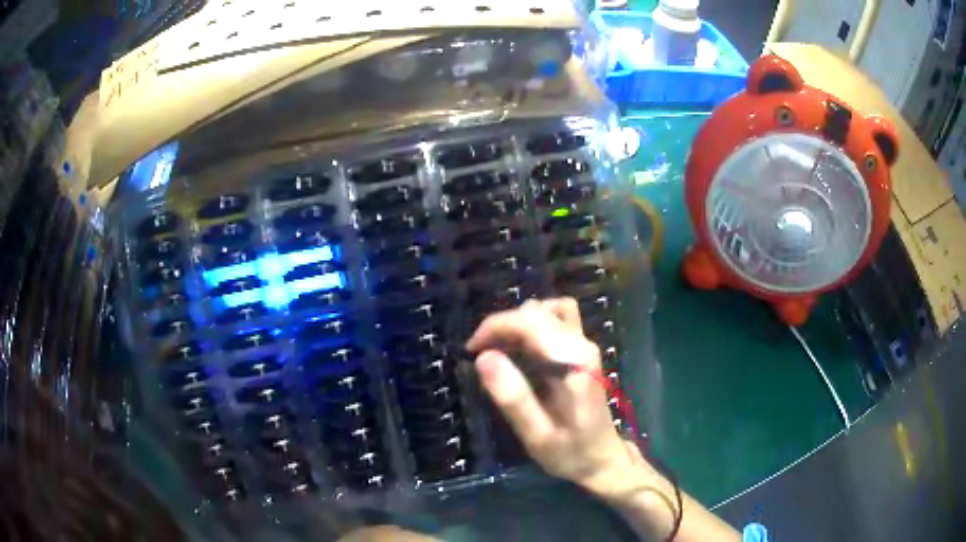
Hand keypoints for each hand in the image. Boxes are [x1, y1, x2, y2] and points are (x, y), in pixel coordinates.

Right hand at [466, 298, 654, 495]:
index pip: (530, 321)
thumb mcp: (537, 435)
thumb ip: (513, 398)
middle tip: (481, 355)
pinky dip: (531, 327)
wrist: (603, 460)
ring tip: (500, 351)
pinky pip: (555, 321)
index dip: (495, 327)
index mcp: (573, 362)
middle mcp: (582, 345)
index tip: (471, 350)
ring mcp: (585, 345)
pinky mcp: (581, 351)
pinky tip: (519, 352)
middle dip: (503, 325)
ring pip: (549, 310)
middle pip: (538, 311)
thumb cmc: (570, 452)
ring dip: (518, 323)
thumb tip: (483, 358)